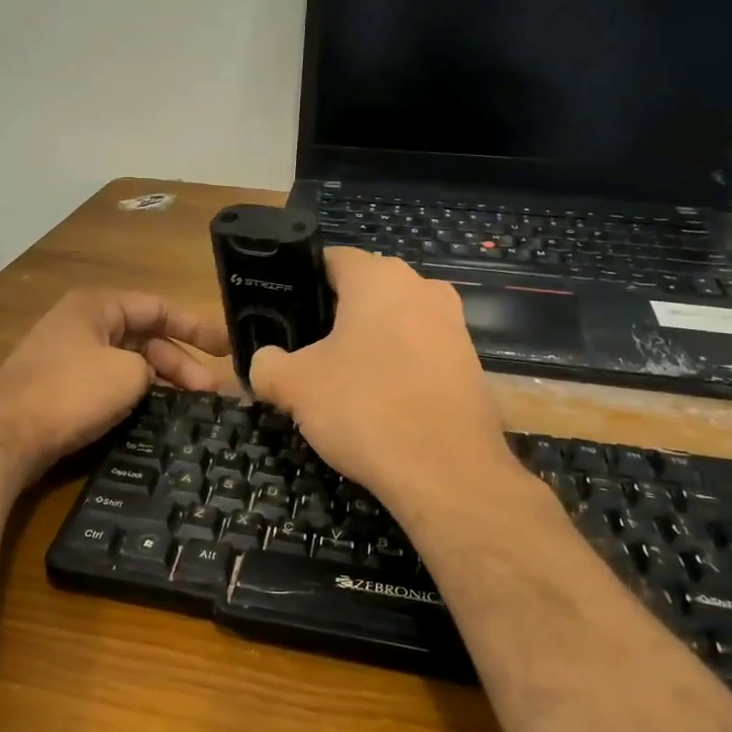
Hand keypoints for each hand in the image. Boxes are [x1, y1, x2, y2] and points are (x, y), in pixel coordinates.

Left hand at [0, 288, 229, 482]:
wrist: (3, 437)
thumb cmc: (70, 393)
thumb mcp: (128, 374)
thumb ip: (153, 369)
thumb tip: (152, 380)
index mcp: (98, 306)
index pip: (158, 307)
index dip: (197, 327)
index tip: (228, 349)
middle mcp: (83, 324)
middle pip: (145, 338)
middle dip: (181, 363)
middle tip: (212, 394)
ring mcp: (69, 356)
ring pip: (129, 363)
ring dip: (160, 382)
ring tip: (192, 408)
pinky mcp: (60, 387)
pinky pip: (109, 382)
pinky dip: (135, 395)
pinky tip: (155, 416)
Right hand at [248, 248, 513, 512]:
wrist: (446, 472)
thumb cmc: (365, 407)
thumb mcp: (294, 385)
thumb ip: (267, 365)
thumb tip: (262, 364)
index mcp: (379, 277)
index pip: (330, 259)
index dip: (298, 282)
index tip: (279, 313)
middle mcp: (422, 288)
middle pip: (362, 292)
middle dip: (330, 318)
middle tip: (300, 352)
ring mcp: (452, 326)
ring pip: (391, 324)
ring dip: (363, 345)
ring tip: (335, 383)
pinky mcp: (468, 365)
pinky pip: (417, 354)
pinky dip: (393, 370)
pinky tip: (374, 404)